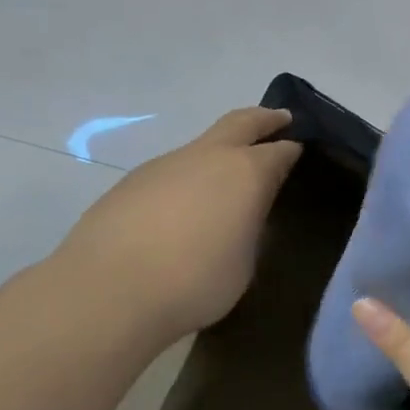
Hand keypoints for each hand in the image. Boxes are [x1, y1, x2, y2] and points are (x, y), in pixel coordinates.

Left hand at [55, 106, 301, 342]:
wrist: (108, 291)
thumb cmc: (195, 281)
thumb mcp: (244, 262)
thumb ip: (248, 230)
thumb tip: (241, 217)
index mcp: (247, 173)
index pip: (281, 151)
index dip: (293, 150)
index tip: (301, 151)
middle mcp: (208, 156)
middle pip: (242, 122)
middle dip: (264, 119)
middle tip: (281, 119)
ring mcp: (165, 164)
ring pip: (202, 146)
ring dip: (220, 153)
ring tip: (226, 182)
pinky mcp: (132, 181)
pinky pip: (172, 170)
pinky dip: (187, 178)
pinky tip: (181, 210)